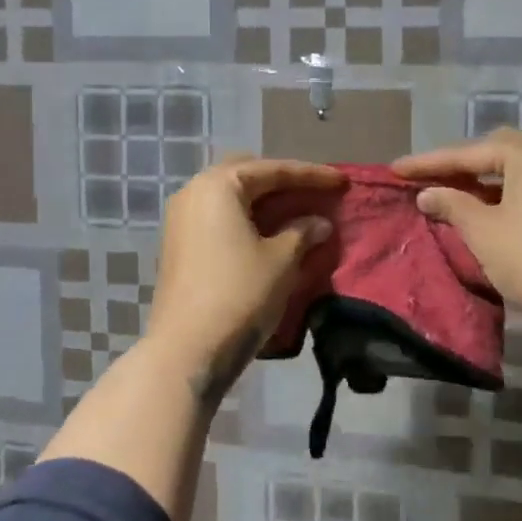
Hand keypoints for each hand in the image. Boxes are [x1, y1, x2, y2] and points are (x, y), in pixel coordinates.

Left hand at [147, 156, 340, 404]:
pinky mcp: (179, 247)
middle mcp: (193, 193)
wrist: (187, 350)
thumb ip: (303, 232)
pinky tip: (270, 234)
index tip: (342, 181)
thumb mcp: (281, 260)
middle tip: (313, 192)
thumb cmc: (239, 294)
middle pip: (246, 176)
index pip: (272, 170)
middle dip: (281, 182)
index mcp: (218, 186)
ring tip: (297, 213)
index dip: (311, 175)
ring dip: (264, 203)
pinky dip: (247, 220)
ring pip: (231, 199)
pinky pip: (220, 219)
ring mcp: (181, 220)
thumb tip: (319, 222)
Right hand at [393, 130, 521, 319]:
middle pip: (495, 154)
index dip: (428, 163)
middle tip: (427, 179)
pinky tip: (487, 211)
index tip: (396, 170)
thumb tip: (427, 194)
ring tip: (452, 194)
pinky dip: (506, 194)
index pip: (467, 154)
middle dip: (459, 166)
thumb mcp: (483, 230)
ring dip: (483, 181)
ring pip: (516, 171)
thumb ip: (451, 204)